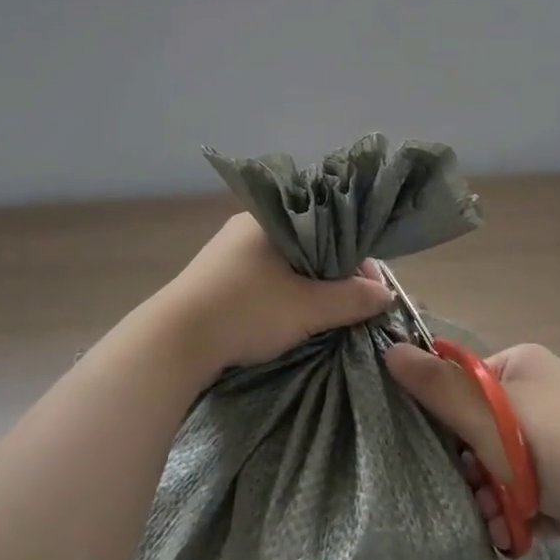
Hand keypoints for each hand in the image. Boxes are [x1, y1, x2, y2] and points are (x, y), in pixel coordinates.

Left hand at [151, 214, 393, 382]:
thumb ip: (351, 299)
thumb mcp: (307, 308)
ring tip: (326, 313)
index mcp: (269, 217)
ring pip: (284, 263)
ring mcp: (228, 252)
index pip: (328, 226)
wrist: (174, 342)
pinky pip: (263, 278)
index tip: (369, 288)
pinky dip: (283, 293)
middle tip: (351, 304)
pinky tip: (291, 314)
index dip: (354, 257)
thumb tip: (386, 295)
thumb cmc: (246, 311)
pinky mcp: (216, 278)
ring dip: (307, 285)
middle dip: (332, 273)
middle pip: (307, 244)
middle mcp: (248, 226)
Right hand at [385, 341, 559, 559]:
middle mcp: (541, 397)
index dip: (446, 412)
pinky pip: (522, 495)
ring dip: (489, 495)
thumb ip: (437, 387)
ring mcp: (557, 442)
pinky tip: (514, 532)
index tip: (438, 442)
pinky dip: (514, 514)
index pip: (463, 379)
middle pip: (477, 427)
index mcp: (524, 365)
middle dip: (469, 464)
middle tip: (470, 484)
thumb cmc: (557, 450)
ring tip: (495, 514)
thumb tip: (388, 349)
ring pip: (497, 467)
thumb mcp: (489, 415)